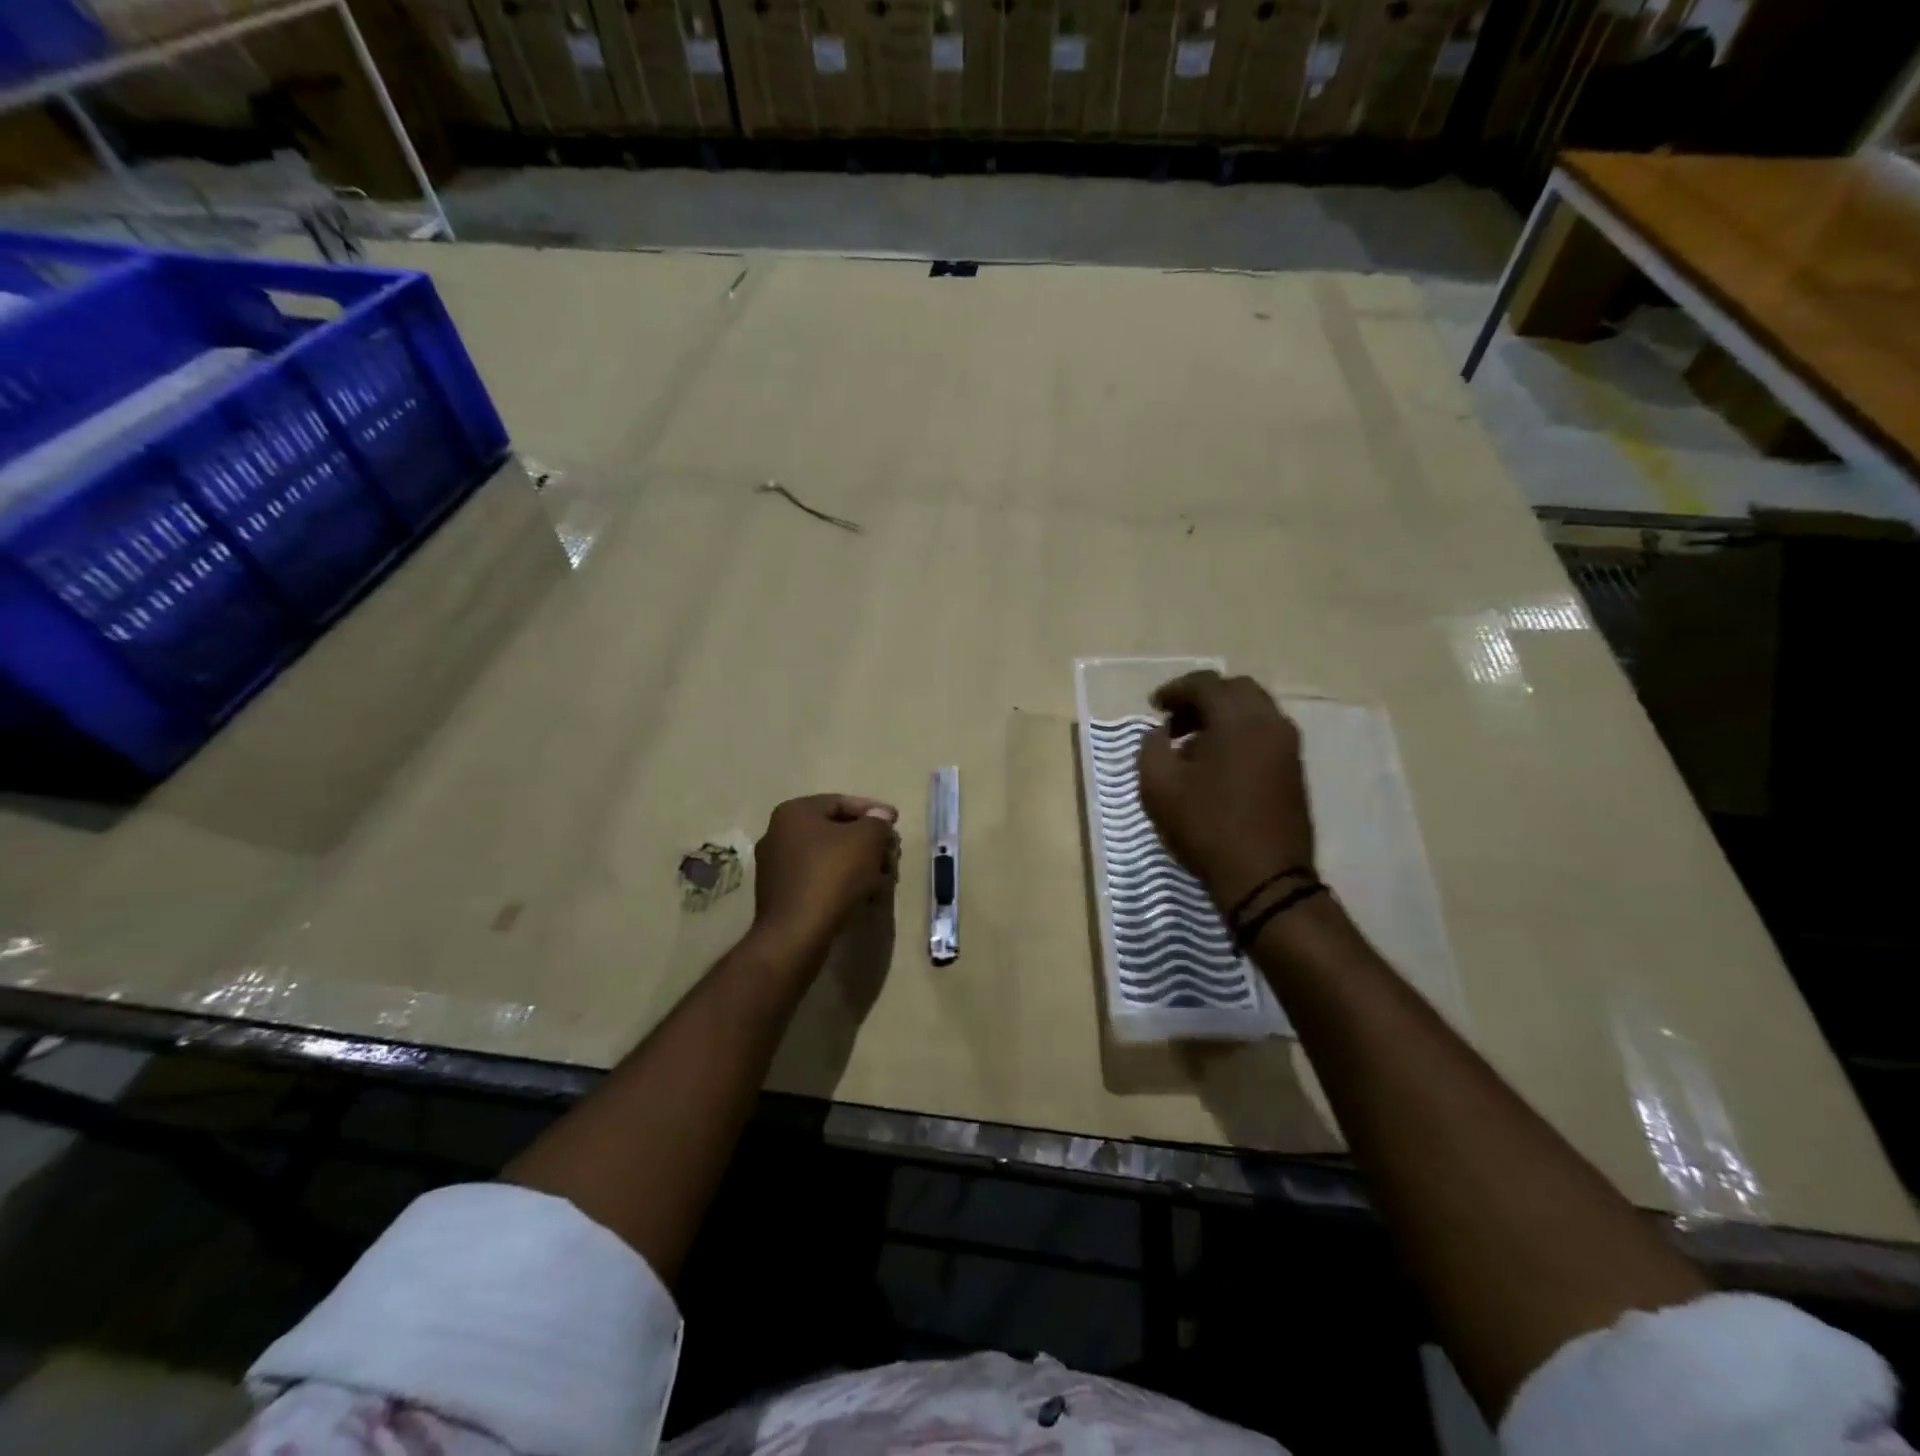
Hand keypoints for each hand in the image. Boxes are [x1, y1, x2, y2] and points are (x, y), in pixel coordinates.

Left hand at [751, 794, 899, 960]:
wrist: (796, 935)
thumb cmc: (832, 876)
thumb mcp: (867, 840)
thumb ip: (878, 822)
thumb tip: (880, 816)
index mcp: (794, 813)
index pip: (841, 802)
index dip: (873, 811)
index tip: (896, 823)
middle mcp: (778, 834)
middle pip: (835, 830)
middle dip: (869, 842)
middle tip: (892, 854)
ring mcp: (776, 867)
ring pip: (828, 857)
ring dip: (859, 864)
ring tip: (884, 877)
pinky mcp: (781, 896)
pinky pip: (818, 879)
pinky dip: (842, 882)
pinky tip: (864, 895)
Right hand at [1136, 671, 1314, 912]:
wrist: (1265, 879)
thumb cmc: (1207, 827)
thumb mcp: (1158, 786)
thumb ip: (1151, 748)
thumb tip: (1160, 734)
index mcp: (1238, 719)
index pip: (1206, 684)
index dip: (1174, 690)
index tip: (1153, 706)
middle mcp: (1270, 722)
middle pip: (1235, 690)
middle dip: (1201, 698)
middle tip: (1173, 721)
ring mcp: (1288, 746)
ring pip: (1253, 711)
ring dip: (1221, 717)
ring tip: (1190, 744)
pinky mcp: (1294, 770)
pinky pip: (1263, 733)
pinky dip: (1238, 734)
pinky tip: (1215, 763)